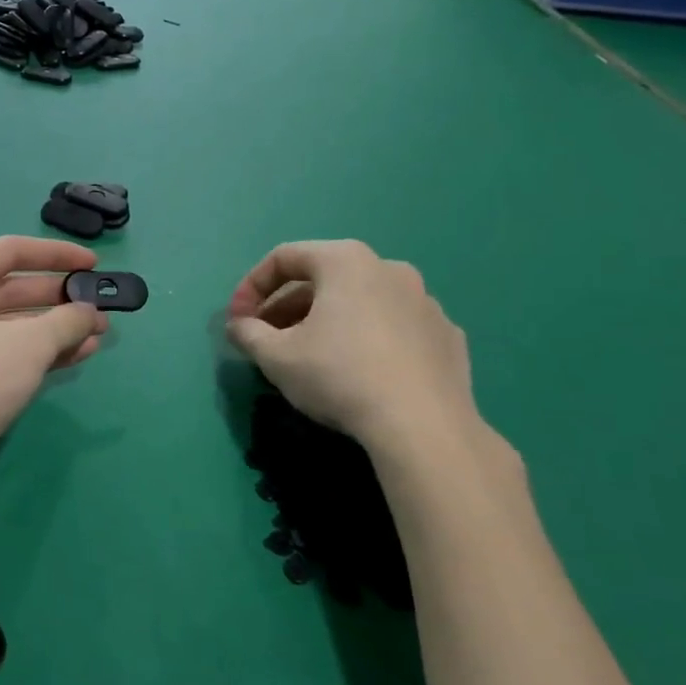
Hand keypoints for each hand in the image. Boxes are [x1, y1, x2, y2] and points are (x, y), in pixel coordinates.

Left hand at [0, 237, 108, 497]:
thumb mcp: (28, 344)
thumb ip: (66, 321)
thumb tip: (89, 312)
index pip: (10, 250)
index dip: (55, 255)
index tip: (93, 264)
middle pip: (12, 289)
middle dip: (59, 299)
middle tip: (100, 307)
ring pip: (12, 325)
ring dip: (55, 329)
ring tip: (98, 335)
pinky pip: (5, 353)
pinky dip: (39, 353)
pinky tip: (77, 356)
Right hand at [226, 240, 481, 466]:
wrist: (424, 427)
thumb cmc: (339, 376)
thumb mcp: (277, 356)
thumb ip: (248, 334)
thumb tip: (238, 326)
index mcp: (345, 260)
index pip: (284, 258)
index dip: (251, 286)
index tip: (238, 320)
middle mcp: (389, 268)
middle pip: (323, 279)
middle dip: (287, 307)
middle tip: (267, 340)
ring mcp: (425, 302)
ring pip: (361, 302)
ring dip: (328, 322)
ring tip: (310, 357)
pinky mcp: (447, 337)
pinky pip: (395, 328)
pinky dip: (369, 340)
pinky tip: (360, 373)